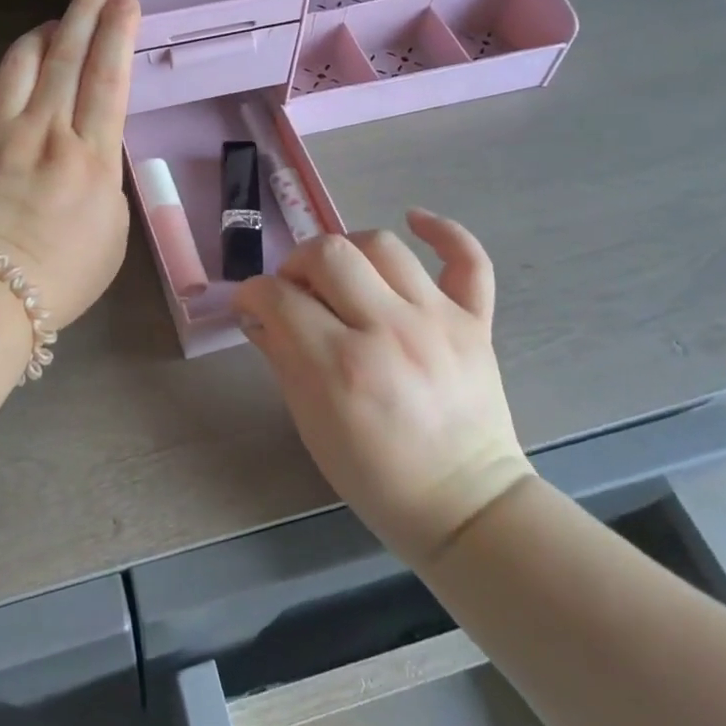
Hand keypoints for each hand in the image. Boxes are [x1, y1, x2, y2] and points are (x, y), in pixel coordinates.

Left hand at [0, 0, 140, 329]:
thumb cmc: (61, 276)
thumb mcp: (111, 231)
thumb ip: (103, 178)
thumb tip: (89, 148)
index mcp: (89, 156)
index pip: (107, 78)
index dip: (118, 33)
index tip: (127, 0)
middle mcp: (44, 131)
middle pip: (67, 56)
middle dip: (85, 10)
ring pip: (19, 63)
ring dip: (40, 36)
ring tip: (55, 26)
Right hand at [235, 210, 532, 570]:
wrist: (465, 505)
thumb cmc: (375, 475)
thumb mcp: (311, 424)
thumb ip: (282, 357)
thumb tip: (259, 313)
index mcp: (339, 366)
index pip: (279, 296)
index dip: (253, 292)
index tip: (251, 302)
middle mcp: (388, 331)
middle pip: (328, 254)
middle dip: (296, 263)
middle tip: (295, 290)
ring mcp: (437, 321)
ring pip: (383, 245)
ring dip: (348, 249)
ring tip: (342, 274)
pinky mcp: (475, 322)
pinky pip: (468, 259)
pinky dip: (443, 231)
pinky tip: (414, 220)